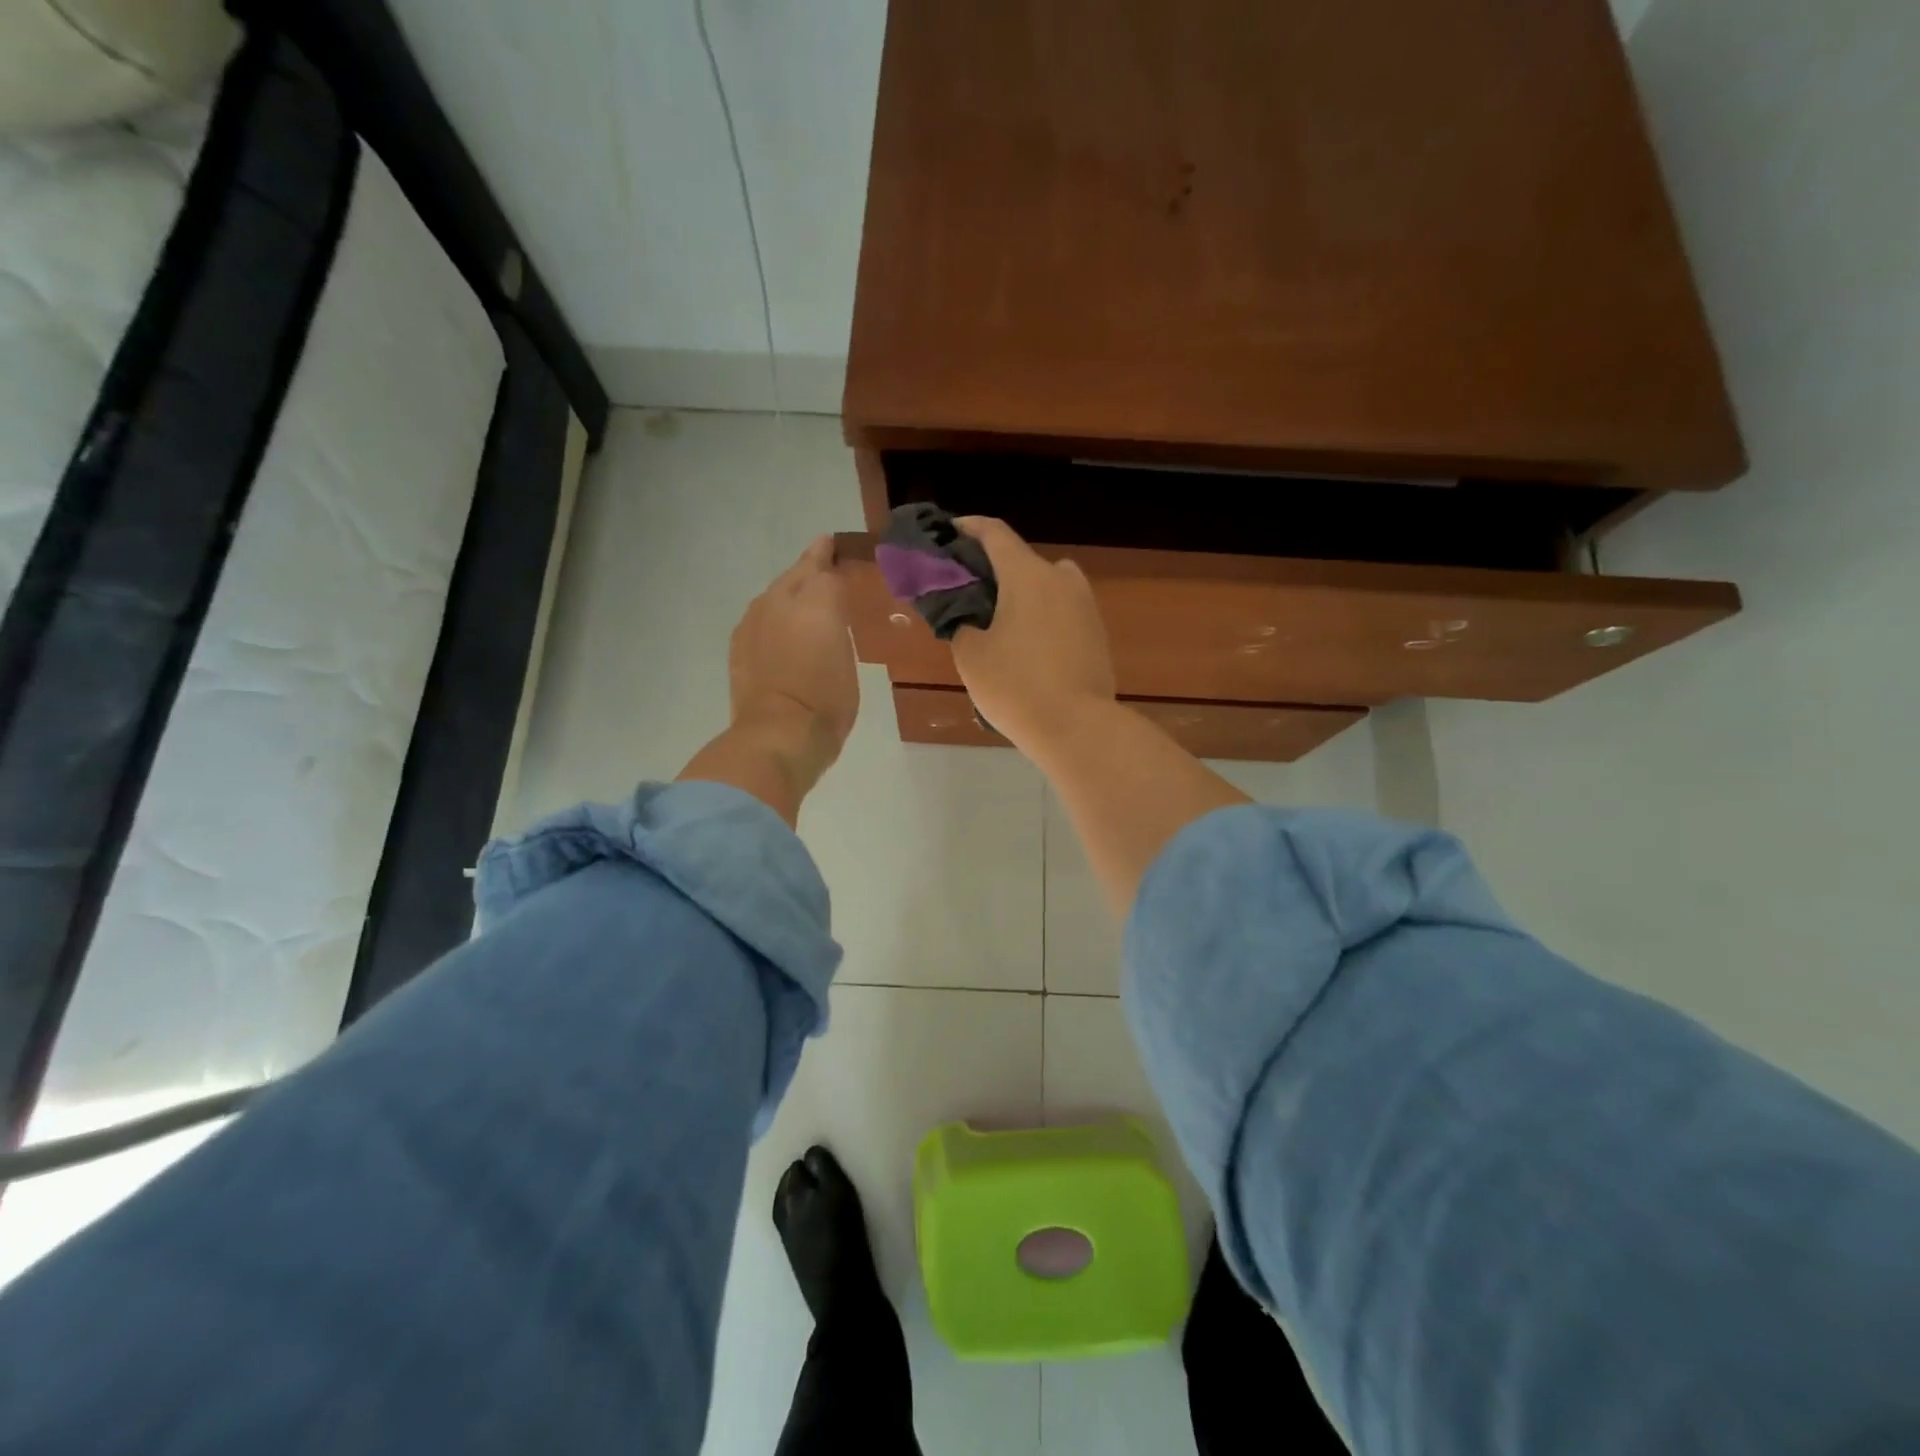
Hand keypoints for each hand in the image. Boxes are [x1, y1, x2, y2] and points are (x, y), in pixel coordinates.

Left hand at [680, 537, 858, 823]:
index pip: (822, 566)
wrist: (779, 734)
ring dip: (789, 591)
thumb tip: (828, 598)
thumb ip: (836, 617)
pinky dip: (773, 615)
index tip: (834, 544)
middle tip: (823, 561)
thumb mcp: (846, 654)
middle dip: (809, 567)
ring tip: (804, 597)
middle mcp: (778, 602)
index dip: (829, 555)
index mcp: (813, 600)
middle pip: (795, 575)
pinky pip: (760, 618)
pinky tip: (780, 627)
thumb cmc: (826, 698)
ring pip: (774, 595)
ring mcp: (753, 624)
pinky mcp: (739, 647)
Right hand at [949, 517, 1115, 761]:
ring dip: (1022, 595)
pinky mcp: (1098, 634)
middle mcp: (1062, 579)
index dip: (968, 529)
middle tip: (969, 594)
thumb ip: (960, 620)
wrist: (1076, 727)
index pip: (994, 533)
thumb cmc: (1015, 685)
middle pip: (1022, 561)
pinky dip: (1042, 618)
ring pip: (1046, 587)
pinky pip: (1062, 613)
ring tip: (999, 625)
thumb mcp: (970, 654)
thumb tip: (962, 610)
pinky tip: (1028, 649)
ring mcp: (1086, 606)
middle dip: (994, 571)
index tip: (948, 534)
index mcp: (1028, 574)